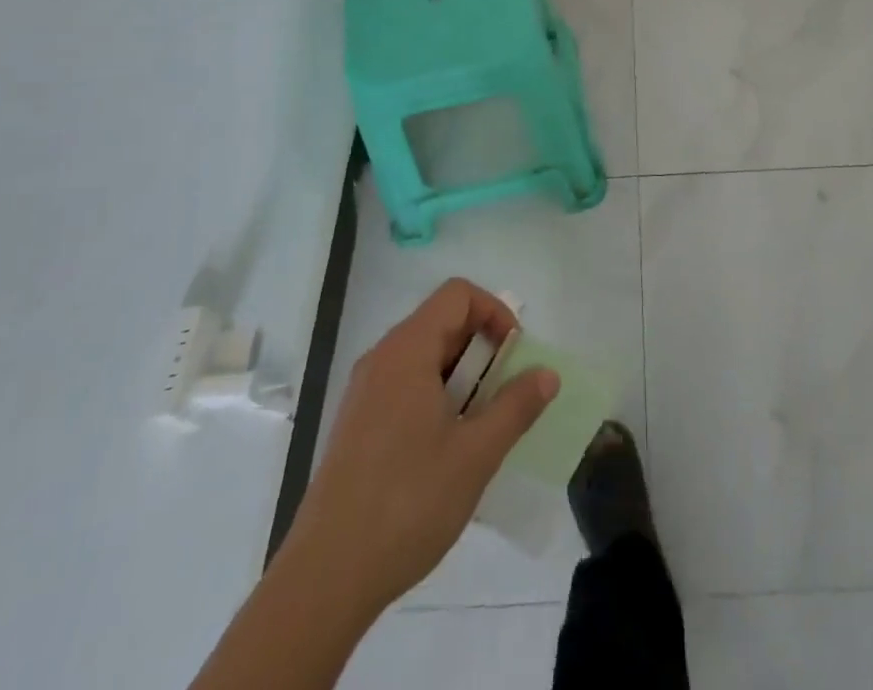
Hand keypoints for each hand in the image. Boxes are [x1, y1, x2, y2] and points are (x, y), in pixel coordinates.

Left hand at [284, 278, 557, 624]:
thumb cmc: (407, 503)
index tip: (514, 356)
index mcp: (407, 350)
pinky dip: (436, 397)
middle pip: (442, 323)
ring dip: (462, 377)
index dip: (494, 312)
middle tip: (504, 395)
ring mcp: (364, 392)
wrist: (324, 578)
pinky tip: (447, 449)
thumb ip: (516, 406)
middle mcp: (382, 359)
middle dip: (482, 349)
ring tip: (480, 427)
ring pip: (425, 357)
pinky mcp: (357, 425)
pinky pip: (405, 386)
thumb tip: (547, 374)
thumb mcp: (476, 454)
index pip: (458, 295)